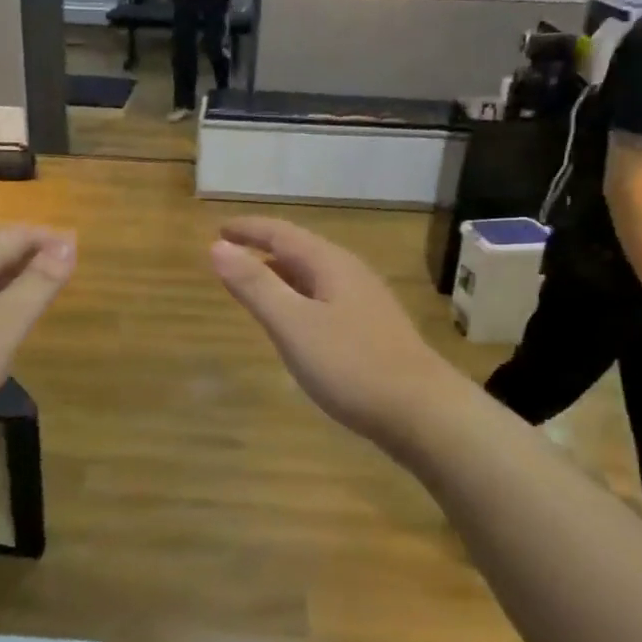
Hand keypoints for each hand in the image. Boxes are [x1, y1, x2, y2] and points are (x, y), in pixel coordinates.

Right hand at [210, 218, 461, 454]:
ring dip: (282, 274)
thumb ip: (255, 286)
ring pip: (314, 276)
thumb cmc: (351, 365)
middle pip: (300, 250)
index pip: (281, 233)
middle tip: (231, 254)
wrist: (423, 412)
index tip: (218, 229)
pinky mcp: (372, 330)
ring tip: (255, 283)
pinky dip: (299, 298)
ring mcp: (366, 302)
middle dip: (264, 249)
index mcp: (330, 264)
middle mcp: (350, 274)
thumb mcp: (293, 324)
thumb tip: (218, 247)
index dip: (248, 229)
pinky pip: (325, 299)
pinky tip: (295, 322)